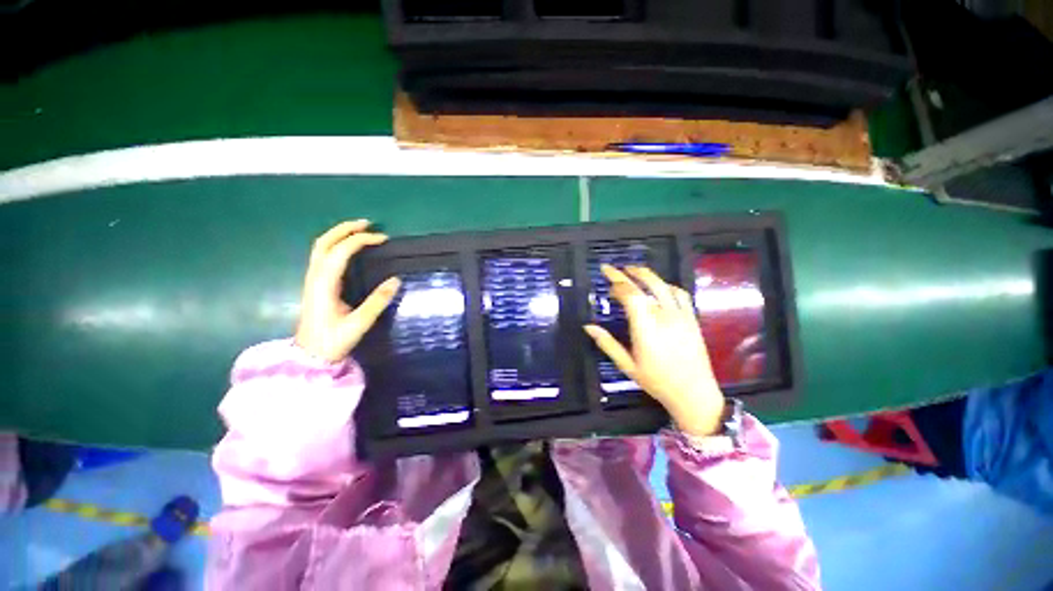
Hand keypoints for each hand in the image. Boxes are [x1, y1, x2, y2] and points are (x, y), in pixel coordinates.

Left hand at [294, 220, 400, 362]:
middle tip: (367, 224)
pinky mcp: (315, 285)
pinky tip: (348, 249)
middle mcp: (315, 277)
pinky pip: (322, 256)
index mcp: (325, 284)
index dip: (361, 240)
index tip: (383, 239)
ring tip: (359, 230)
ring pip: (321, 247)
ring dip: (339, 234)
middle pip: (325, 242)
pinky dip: (336, 245)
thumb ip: (378, 301)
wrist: (310, 356)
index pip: (341, 251)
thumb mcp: (359, 323)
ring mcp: (312, 280)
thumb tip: (396, 280)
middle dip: (345, 229)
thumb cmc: (333, 340)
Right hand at [584, 265, 724, 436]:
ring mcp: (680, 316)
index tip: (606, 277)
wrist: (694, 393)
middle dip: (627, 273)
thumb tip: (588, 327)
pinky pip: (680, 294)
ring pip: (663, 285)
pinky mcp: (691, 319)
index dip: (617, 282)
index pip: (630, 295)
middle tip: (614, 269)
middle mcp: (663, 317)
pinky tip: (659, 288)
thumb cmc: (657, 381)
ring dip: (647, 275)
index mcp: (645, 328)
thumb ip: (607, 344)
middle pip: (645, 285)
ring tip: (633, 270)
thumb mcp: (627, 365)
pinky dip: (666, 286)